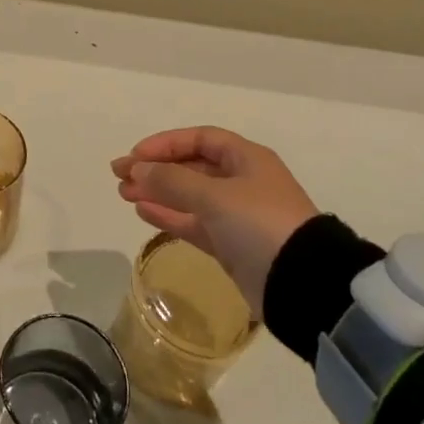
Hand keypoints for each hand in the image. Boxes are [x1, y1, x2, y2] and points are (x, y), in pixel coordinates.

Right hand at [112, 128, 319, 313]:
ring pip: (189, 196)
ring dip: (157, 192)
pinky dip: (169, 216)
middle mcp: (242, 182)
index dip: (166, 144)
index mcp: (247, 159)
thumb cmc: (260, 224)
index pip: (199, 139)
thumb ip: (171, 181)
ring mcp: (237, 215)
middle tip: (119, 176)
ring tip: (124, 194)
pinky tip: (142, 212)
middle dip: (156, 169)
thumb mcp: (214, 195)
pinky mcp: (232, 246)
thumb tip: (137, 169)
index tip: (135, 156)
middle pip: (191, 167)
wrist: (303, 285)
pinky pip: (193, 222)